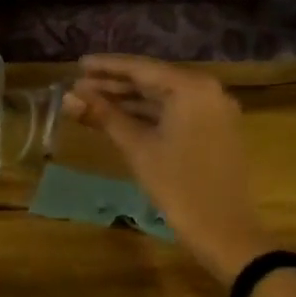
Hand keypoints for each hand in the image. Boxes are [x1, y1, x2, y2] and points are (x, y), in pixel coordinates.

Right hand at [65, 55, 272, 281]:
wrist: (225, 231)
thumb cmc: (178, 186)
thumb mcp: (137, 148)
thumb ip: (104, 116)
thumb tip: (69, 96)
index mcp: (191, 88)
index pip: (141, 68)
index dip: (106, 67)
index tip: (77, 65)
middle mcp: (207, 91)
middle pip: (152, 80)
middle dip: (114, 84)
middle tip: (78, 86)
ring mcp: (214, 111)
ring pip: (162, 98)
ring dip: (128, 101)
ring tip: (90, 102)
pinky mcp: (214, 131)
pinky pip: (175, 113)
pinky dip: (147, 115)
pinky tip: (118, 119)